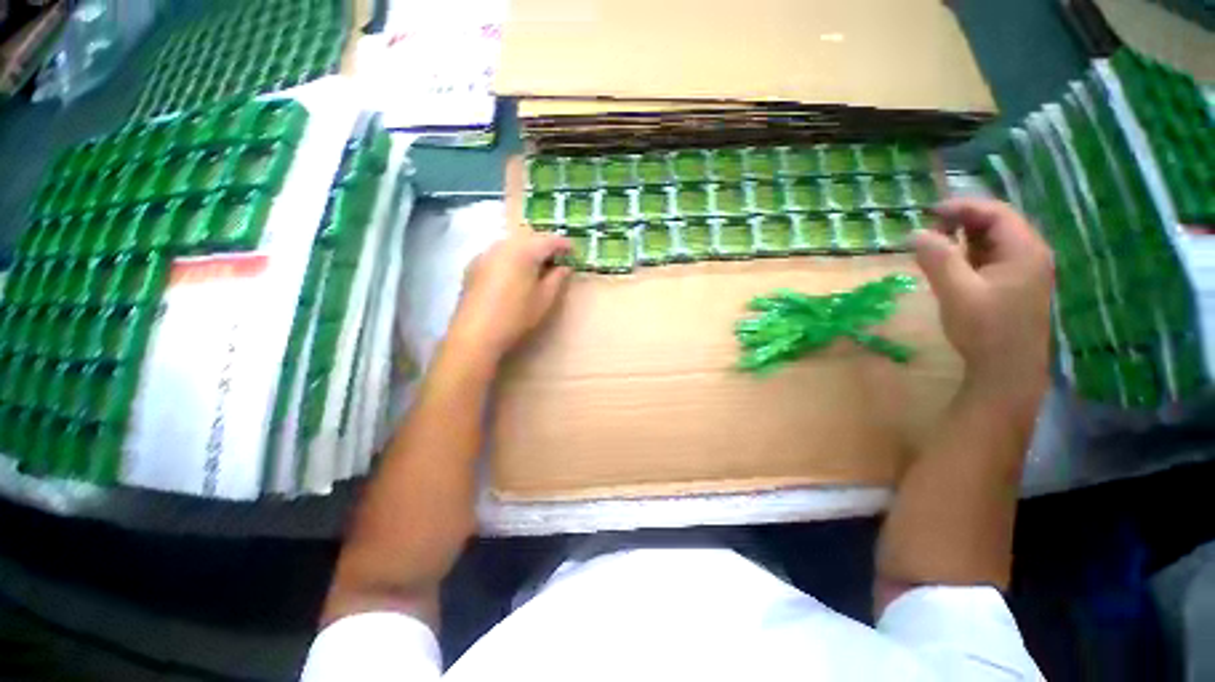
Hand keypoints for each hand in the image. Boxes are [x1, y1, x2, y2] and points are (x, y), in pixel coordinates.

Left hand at [448, 232, 572, 362]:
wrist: (475, 334)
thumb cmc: (516, 316)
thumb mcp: (544, 299)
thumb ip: (558, 278)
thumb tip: (565, 266)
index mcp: (523, 251)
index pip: (549, 239)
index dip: (564, 245)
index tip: (574, 252)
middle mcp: (503, 245)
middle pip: (529, 238)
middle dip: (545, 246)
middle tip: (558, 260)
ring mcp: (485, 254)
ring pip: (512, 244)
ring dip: (528, 251)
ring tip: (538, 267)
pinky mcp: (473, 265)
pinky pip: (499, 253)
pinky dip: (512, 258)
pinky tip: (515, 274)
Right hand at [914, 198, 1053, 405]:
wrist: (1007, 371)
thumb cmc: (986, 330)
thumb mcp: (957, 292)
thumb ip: (937, 259)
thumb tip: (914, 233)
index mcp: (1025, 250)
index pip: (996, 213)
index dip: (963, 207)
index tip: (929, 212)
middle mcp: (1031, 254)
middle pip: (997, 224)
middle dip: (962, 222)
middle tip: (929, 230)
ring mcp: (1025, 271)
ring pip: (994, 242)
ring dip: (965, 238)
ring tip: (935, 245)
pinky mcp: (1015, 286)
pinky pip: (992, 258)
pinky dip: (970, 255)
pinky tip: (952, 264)